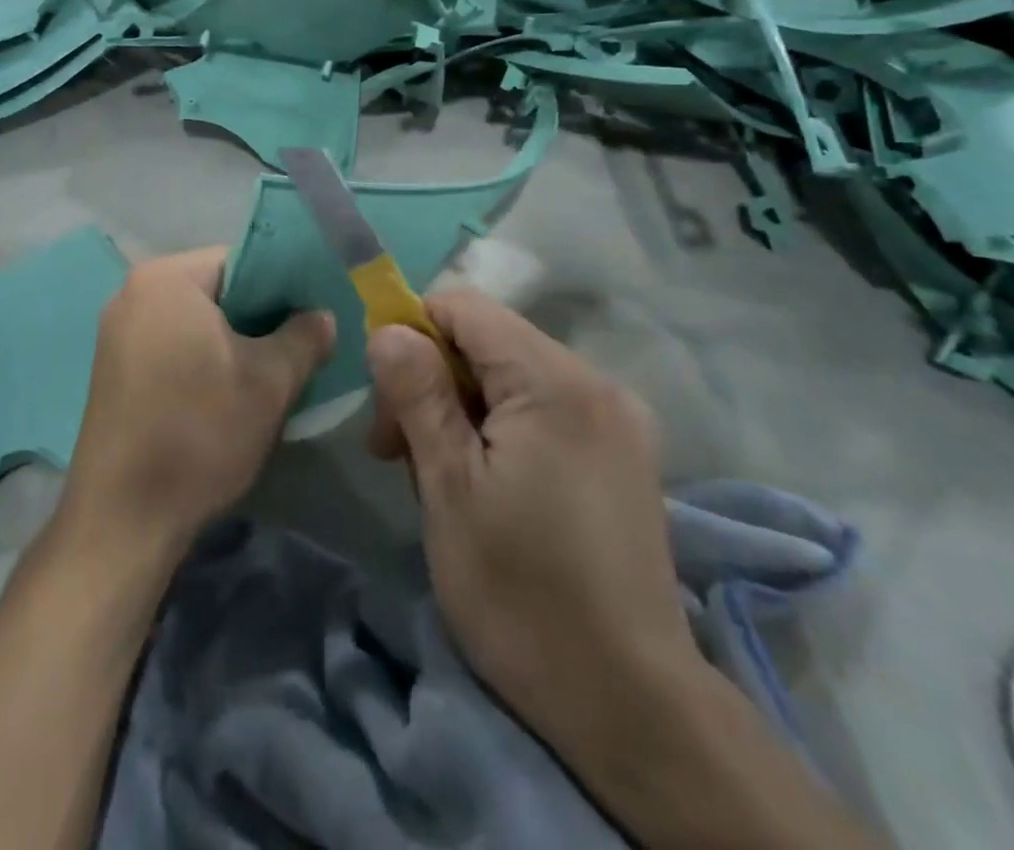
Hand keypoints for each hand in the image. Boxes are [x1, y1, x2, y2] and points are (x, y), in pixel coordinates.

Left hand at [62, 247, 334, 556]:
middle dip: (260, 316)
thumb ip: (304, 336)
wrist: (123, 518)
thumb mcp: (270, 381)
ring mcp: (117, 333)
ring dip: (234, 342)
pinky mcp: (114, 370)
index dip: (285, 284)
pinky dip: (204, 360)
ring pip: (196, 322)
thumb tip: (322, 317)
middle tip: (299, 347)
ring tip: (270, 375)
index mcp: (166, 279)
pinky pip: (172, 346)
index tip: (312, 316)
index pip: (242, 259)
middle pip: (217, 290)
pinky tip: (228, 395)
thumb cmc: (199, 432)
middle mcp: (133, 294)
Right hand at [366, 291, 699, 748]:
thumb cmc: (522, 592)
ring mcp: (616, 419)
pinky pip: (544, 408)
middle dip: (433, 381)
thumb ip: (417, 394)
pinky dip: (501, 429)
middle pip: (488, 341)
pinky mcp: (622, 453)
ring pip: (512, 377)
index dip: (412, 330)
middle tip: (396, 452)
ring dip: (463, 410)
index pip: (465, 307)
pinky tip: (487, 486)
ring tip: (439, 480)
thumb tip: (386, 329)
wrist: (630, 705)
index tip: (384, 393)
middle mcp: (595, 382)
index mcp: (554, 380)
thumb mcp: (449, 488)